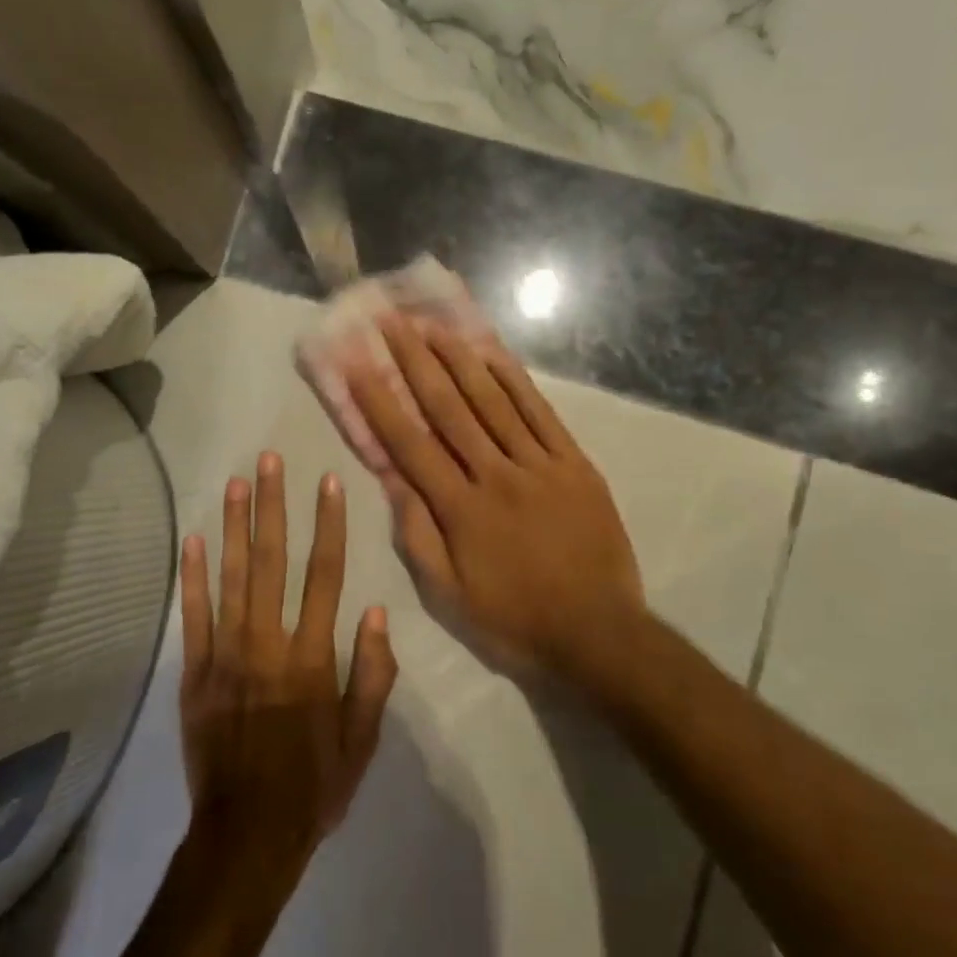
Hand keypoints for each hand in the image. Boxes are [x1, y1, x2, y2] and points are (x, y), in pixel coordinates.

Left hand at [179, 453, 398, 870]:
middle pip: (273, 561)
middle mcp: (268, 644)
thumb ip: (372, 674)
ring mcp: (226, 655)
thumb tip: (375, 611)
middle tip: (270, 460)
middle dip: (273, 506)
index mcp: (312, 658)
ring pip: (232, 577)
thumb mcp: (362, 740)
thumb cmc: (313, 786)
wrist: (247, 836)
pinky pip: (194, 616)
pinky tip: (194, 538)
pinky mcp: (195, 673)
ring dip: (235, 525)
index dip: (328, 524)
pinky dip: (193, 576)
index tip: (327, 482)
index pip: (325, 576)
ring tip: (237, 481)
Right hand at [347, 315, 645, 673]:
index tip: (357, 364)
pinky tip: (493, 355)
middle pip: (448, 408)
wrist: (599, 634)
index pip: (410, 443)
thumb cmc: (514, 620)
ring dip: (459, 359)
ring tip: (433, 325)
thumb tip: (391, 479)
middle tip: (392, 322)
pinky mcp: (574, 463)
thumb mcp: (449, 595)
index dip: (380, 401)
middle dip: (415, 362)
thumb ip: (417, 534)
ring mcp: (539, 464)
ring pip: (492, 401)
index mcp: (460, 508)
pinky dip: (514, 381)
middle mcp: (495, 474)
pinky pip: (540, 413)